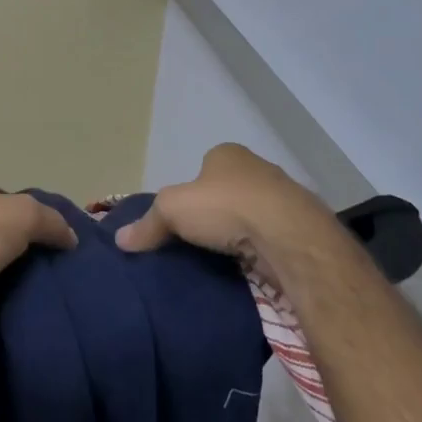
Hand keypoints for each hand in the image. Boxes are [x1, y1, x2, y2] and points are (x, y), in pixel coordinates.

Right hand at [116, 143, 320, 259]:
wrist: (289, 236)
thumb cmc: (226, 207)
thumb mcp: (172, 209)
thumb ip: (147, 223)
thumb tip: (120, 239)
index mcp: (228, 154)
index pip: (204, 168)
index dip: (191, 192)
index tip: (182, 219)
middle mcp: (259, 168)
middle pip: (229, 191)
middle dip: (217, 213)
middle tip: (199, 241)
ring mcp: (285, 198)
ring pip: (253, 214)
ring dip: (241, 233)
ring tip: (223, 259)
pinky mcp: (301, 228)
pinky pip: (272, 237)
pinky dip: (261, 250)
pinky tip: (250, 267)